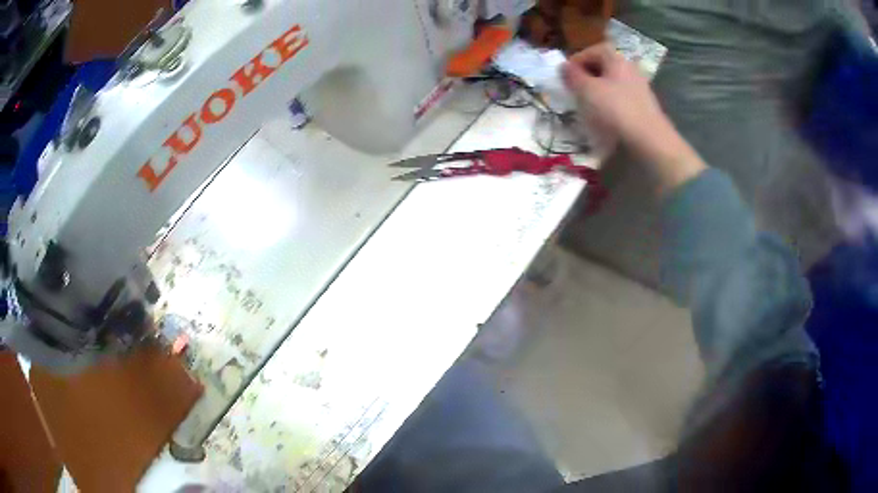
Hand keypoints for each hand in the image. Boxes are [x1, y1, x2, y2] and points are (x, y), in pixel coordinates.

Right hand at [562, 44, 705, 193]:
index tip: (566, 74)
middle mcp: (631, 70)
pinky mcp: (644, 109)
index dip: (578, 59)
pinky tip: (604, 119)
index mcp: (617, 60)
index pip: (595, 50)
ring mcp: (640, 90)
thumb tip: (564, 66)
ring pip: (613, 84)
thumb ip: (572, 76)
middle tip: (575, 89)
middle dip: (588, 75)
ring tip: (587, 106)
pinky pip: (622, 100)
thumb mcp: (586, 90)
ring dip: (598, 91)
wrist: (650, 142)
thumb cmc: (615, 109)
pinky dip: (610, 105)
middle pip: (605, 66)